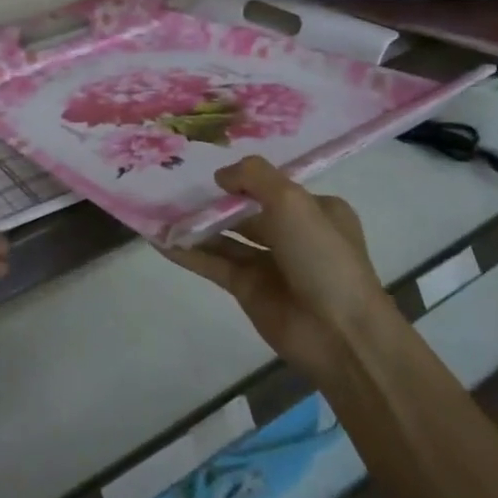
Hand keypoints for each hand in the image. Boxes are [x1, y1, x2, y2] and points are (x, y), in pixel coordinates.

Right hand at [162, 156, 394, 383]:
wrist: (339, 334)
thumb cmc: (322, 256)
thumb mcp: (293, 201)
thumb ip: (255, 177)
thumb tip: (221, 175)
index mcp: (316, 210)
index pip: (274, 185)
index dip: (243, 176)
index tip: (207, 164)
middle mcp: (292, 234)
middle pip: (246, 211)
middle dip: (214, 200)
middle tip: (173, 184)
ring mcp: (269, 264)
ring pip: (226, 238)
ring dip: (196, 225)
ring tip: (159, 208)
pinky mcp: (247, 290)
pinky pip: (213, 264)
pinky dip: (189, 253)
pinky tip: (160, 240)